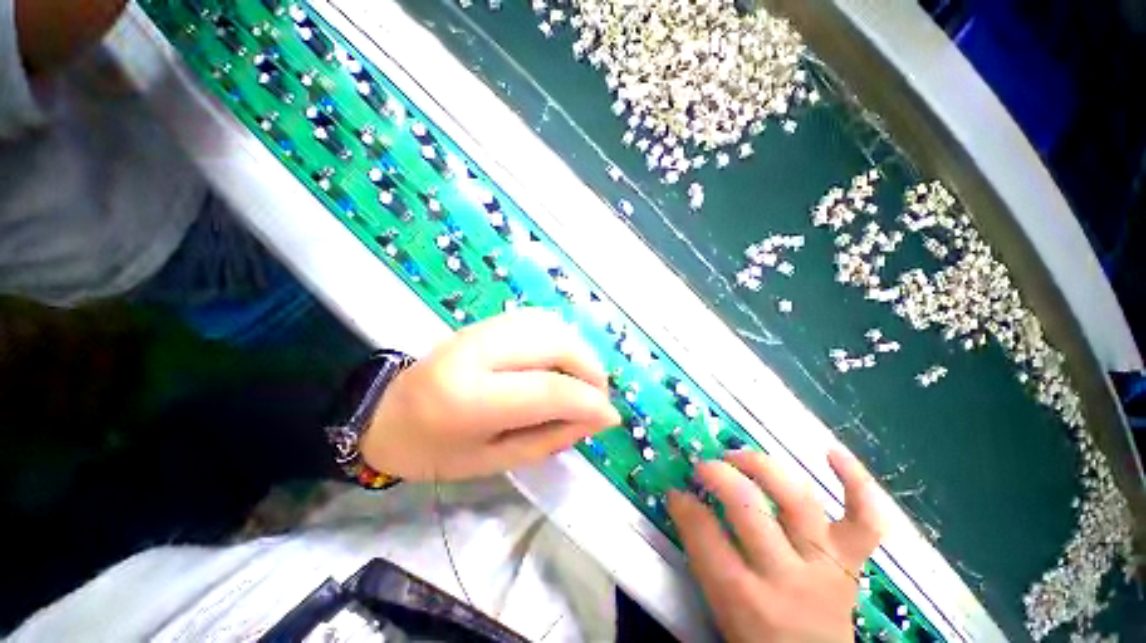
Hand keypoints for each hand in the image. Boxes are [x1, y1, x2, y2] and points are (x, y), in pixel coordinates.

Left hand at [362, 309, 621, 480]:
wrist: (385, 412)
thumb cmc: (434, 451)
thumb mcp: (493, 461)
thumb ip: (550, 438)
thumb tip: (599, 418)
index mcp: (469, 398)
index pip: (548, 389)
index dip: (589, 402)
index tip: (610, 417)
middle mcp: (478, 351)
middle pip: (556, 343)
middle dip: (589, 368)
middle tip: (596, 396)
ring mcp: (482, 328)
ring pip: (552, 325)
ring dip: (578, 352)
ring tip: (581, 380)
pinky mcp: (487, 321)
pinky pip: (539, 320)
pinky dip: (562, 339)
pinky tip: (560, 361)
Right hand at [667, 449, 884, 642]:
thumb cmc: (759, 639)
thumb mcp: (719, 607)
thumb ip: (700, 554)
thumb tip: (683, 502)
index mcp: (745, 598)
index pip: (706, 536)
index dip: (685, 505)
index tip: (676, 491)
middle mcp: (787, 577)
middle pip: (749, 507)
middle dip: (719, 475)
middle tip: (704, 467)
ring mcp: (826, 564)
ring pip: (797, 500)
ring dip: (763, 467)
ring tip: (739, 456)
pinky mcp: (853, 560)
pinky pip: (865, 519)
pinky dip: (855, 482)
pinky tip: (832, 452)